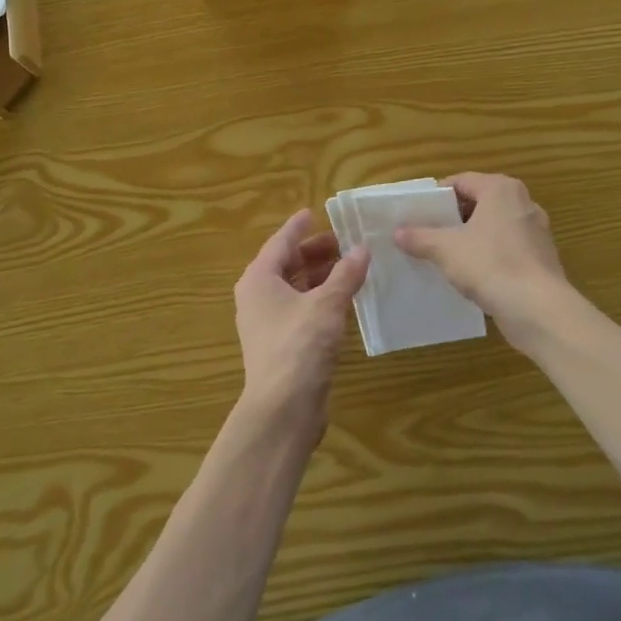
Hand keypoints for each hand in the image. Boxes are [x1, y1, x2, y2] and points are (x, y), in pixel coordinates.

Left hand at [233, 209, 369, 431]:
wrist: (283, 408)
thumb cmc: (299, 345)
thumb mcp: (327, 304)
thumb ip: (345, 274)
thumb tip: (362, 249)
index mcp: (259, 279)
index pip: (280, 242)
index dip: (298, 227)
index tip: (314, 212)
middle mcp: (258, 297)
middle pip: (287, 265)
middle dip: (315, 252)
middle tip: (345, 242)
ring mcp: (268, 323)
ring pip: (295, 289)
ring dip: (320, 276)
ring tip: (350, 267)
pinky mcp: (281, 345)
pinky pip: (301, 310)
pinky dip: (320, 299)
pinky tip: (344, 299)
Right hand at [394, 173, 571, 338]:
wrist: (538, 308)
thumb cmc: (490, 265)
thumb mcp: (446, 249)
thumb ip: (420, 237)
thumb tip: (397, 233)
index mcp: (501, 189)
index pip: (461, 181)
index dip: (437, 196)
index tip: (417, 214)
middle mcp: (523, 203)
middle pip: (479, 203)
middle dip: (452, 218)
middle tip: (426, 234)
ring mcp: (535, 231)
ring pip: (493, 227)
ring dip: (470, 238)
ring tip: (444, 256)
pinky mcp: (541, 258)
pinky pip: (507, 248)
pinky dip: (488, 256)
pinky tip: (471, 275)